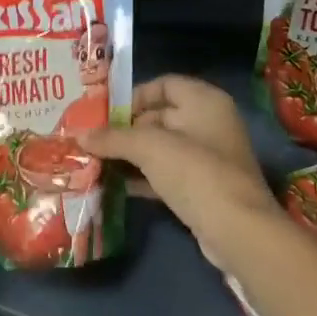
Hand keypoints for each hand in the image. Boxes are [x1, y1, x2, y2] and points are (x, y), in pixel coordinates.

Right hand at [76, 75, 276, 258]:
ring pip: (161, 148)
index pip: (164, 84)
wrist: (237, 231)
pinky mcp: (203, 188)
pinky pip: (166, 174)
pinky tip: (116, 185)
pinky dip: (143, 177)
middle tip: (93, 141)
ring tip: (96, 162)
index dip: (133, 96)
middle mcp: (209, 123)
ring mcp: (208, 158)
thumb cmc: (195, 172)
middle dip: (125, 130)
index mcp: (204, 101)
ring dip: (130, 155)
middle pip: (159, 116)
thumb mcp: (149, 147)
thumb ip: (113, 138)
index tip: (104, 114)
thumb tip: (79, 135)